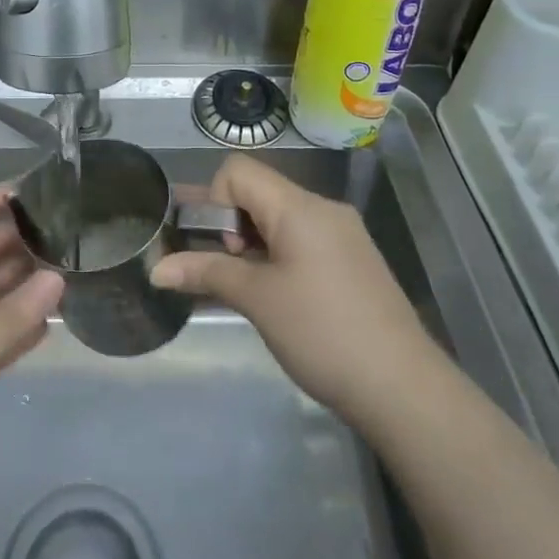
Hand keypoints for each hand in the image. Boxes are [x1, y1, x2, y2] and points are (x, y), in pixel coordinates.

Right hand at [152, 155, 437, 430]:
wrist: (402, 387)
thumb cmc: (322, 332)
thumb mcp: (257, 300)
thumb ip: (205, 273)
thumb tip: (155, 268)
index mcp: (299, 207)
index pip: (238, 171)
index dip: (212, 200)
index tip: (218, 248)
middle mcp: (322, 210)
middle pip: (258, 193)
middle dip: (226, 225)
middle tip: (214, 269)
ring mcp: (341, 236)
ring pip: (278, 221)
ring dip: (249, 246)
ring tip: (238, 288)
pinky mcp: (351, 262)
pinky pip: (300, 243)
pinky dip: (275, 259)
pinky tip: (270, 297)